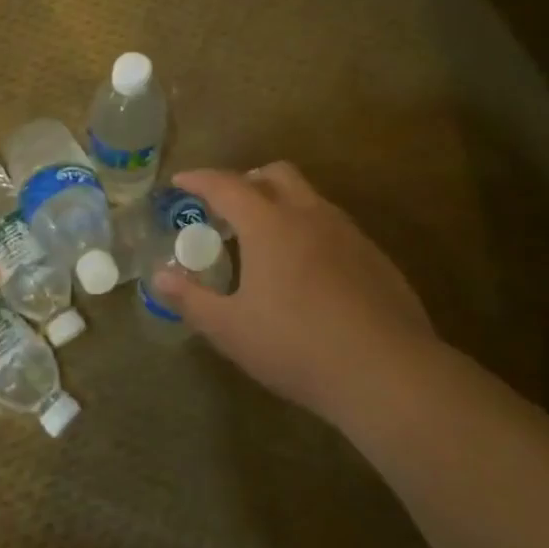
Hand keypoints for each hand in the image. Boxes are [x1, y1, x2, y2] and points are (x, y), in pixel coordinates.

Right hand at [152, 164, 438, 424]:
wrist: (388, 373)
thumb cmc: (297, 346)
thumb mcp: (230, 329)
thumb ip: (191, 300)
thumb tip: (160, 278)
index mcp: (269, 224)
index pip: (226, 185)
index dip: (199, 180)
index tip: (180, 182)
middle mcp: (310, 216)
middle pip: (276, 174)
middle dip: (247, 180)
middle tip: (228, 207)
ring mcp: (349, 234)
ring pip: (310, 198)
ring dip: (282, 204)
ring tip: (266, 240)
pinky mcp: (376, 258)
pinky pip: (335, 227)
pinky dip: (311, 231)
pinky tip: (308, 272)